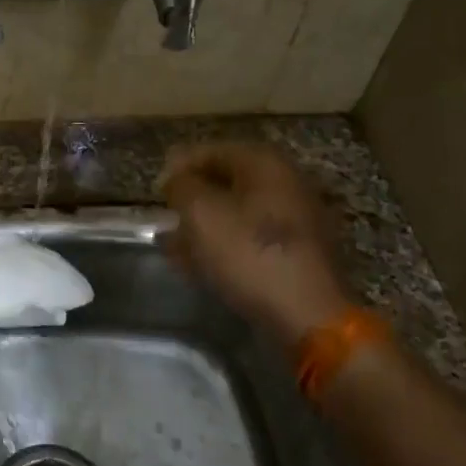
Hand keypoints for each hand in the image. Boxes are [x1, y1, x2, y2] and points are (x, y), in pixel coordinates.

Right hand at [159, 142, 351, 346]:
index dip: (179, 166)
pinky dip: (226, 244)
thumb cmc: (248, 254)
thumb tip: (176, 179)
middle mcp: (288, 183)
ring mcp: (299, 219)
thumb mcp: (200, 213)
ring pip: (239, 212)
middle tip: (166, 216)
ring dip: (206, 223)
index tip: (157, 190)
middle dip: (193, 197)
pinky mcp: (300, 253)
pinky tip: (202, 264)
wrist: (308, 315)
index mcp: (266, 164)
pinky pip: (253, 238)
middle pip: (228, 180)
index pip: (213, 150)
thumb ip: (182, 186)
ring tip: (176, 244)